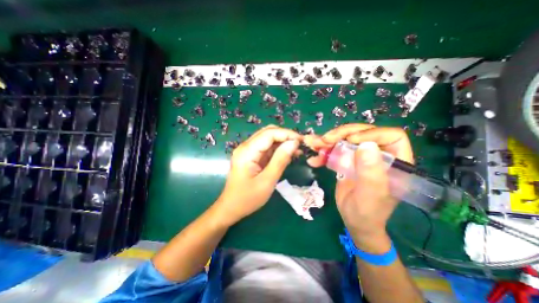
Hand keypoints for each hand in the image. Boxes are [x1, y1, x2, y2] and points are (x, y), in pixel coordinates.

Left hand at [215, 125, 300, 226]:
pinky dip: (278, 149)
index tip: (302, 141)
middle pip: (268, 132)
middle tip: (300, 145)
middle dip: (285, 136)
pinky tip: (288, 155)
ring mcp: (248, 151)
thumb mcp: (267, 181)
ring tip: (297, 150)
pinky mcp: (251, 156)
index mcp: (247, 151)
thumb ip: (280, 160)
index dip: (287, 134)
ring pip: (268, 139)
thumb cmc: (248, 198)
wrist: (231, 208)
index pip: (269, 133)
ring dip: (283, 142)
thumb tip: (294, 143)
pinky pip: (266, 148)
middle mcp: (246, 146)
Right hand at [308, 124, 412, 251]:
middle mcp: (378, 155)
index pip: (390, 136)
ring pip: (345, 139)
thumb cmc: (367, 212)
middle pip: (362, 133)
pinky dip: (323, 152)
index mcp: (395, 162)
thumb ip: (371, 172)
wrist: (354, 221)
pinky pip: (335, 150)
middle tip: (325, 140)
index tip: (350, 140)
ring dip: (328, 141)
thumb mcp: (370, 195)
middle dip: (342, 134)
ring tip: (314, 146)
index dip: (370, 133)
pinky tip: (314, 160)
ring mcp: (361, 157)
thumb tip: (366, 145)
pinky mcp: (347, 161)